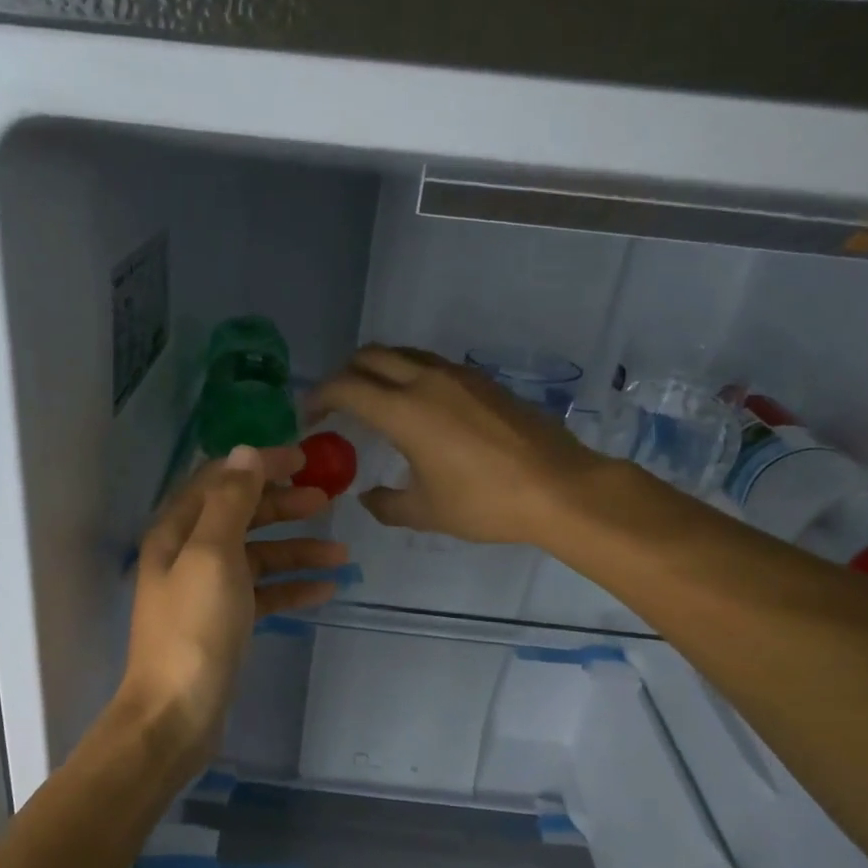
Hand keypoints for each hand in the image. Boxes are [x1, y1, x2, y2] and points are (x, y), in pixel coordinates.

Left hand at [117, 444, 345, 757]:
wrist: (177, 712)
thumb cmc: (194, 628)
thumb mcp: (212, 554)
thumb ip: (231, 501)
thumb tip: (246, 452)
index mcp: (177, 531)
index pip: (220, 480)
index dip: (259, 465)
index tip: (304, 458)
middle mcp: (188, 555)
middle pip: (241, 516)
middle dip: (282, 505)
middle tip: (326, 501)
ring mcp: (207, 591)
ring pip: (257, 557)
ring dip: (297, 551)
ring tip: (342, 555)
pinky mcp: (225, 623)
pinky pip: (263, 594)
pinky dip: (292, 588)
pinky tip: (325, 590)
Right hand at [311, 346, 605, 546]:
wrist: (558, 487)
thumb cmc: (484, 503)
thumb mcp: (425, 513)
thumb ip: (386, 504)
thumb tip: (368, 497)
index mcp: (404, 412)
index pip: (345, 387)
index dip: (319, 398)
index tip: (309, 419)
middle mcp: (426, 381)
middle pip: (370, 356)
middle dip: (344, 375)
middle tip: (336, 405)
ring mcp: (459, 376)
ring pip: (403, 354)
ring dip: (378, 370)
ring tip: (373, 402)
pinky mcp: (483, 381)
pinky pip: (432, 365)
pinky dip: (409, 376)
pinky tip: (417, 409)